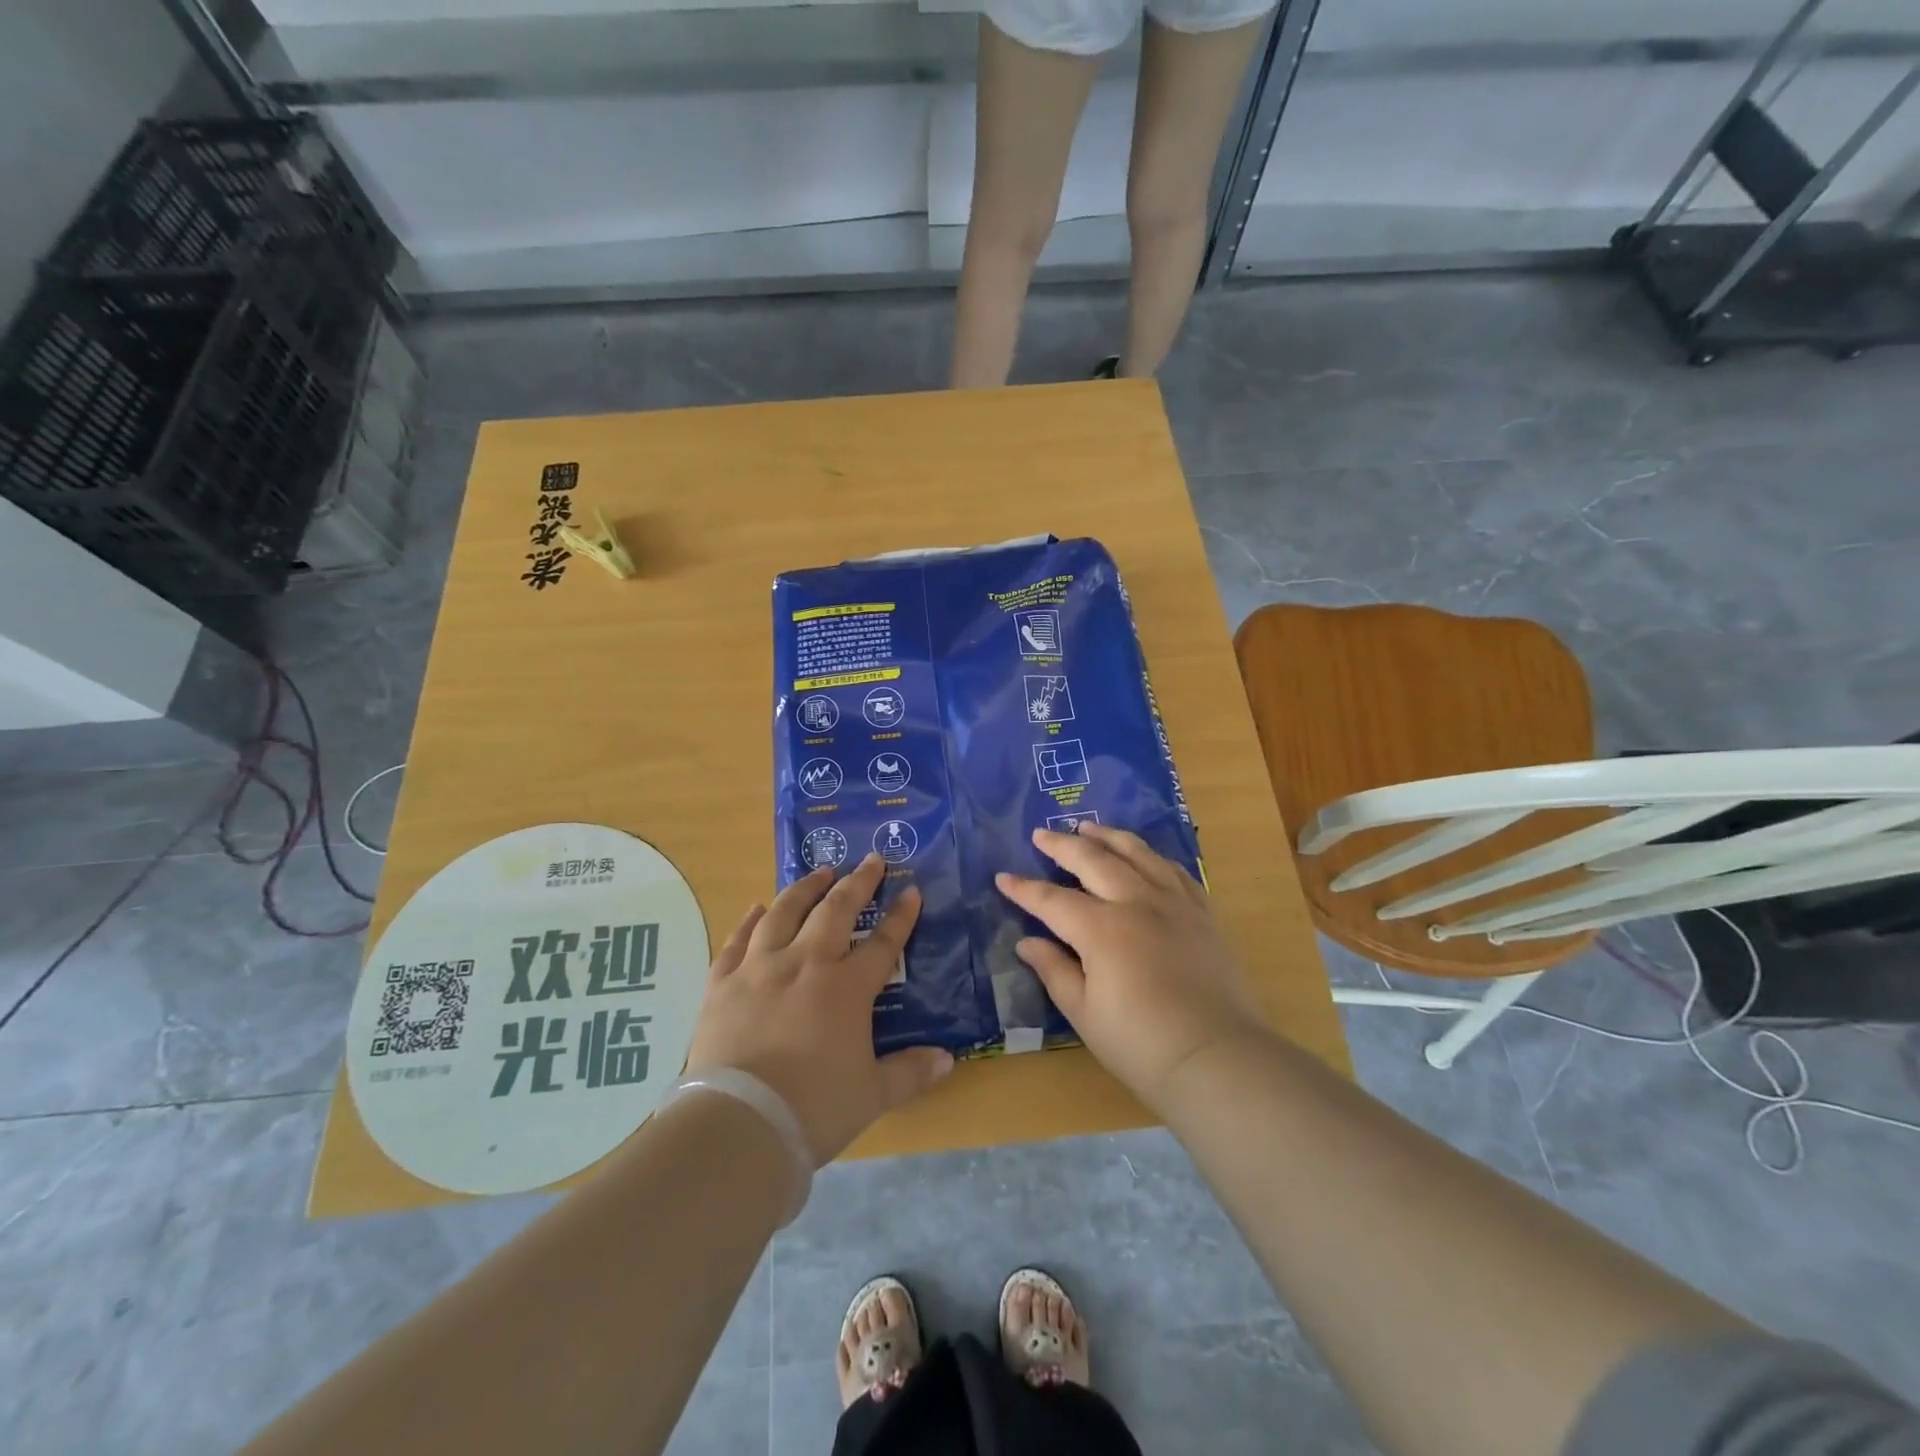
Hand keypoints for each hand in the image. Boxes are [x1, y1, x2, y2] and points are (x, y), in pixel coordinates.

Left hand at [684, 855, 953, 1163]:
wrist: (738, 1124)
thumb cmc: (813, 1109)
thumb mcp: (872, 1095)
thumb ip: (910, 1072)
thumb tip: (948, 1060)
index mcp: (846, 988)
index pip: (883, 943)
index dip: (901, 916)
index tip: (912, 891)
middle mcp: (805, 964)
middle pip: (836, 911)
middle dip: (857, 883)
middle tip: (870, 860)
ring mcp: (760, 968)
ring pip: (784, 913)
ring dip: (806, 887)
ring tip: (820, 871)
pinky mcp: (722, 983)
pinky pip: (738, 940)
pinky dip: (750, 920)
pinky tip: (757, 907)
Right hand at [996, 825, 1261, 1111]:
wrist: (1217, 1059)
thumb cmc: (1141, 1045)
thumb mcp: (1085, 1013)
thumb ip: (1054, 970)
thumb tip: (1027, 943)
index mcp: (1101, 929)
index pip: (1052, 900)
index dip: (1024, 889)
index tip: (1003, 877)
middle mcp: (1137, 902)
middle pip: (1094, 860)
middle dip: (1063, 846)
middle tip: (1041, 834)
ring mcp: (1174, 903)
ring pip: (1137, 854)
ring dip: (1108, 837)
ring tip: (1089, 828)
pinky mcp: (1202, 913)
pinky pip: (1174, 871)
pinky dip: (1152, 857)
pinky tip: (1143, 856)